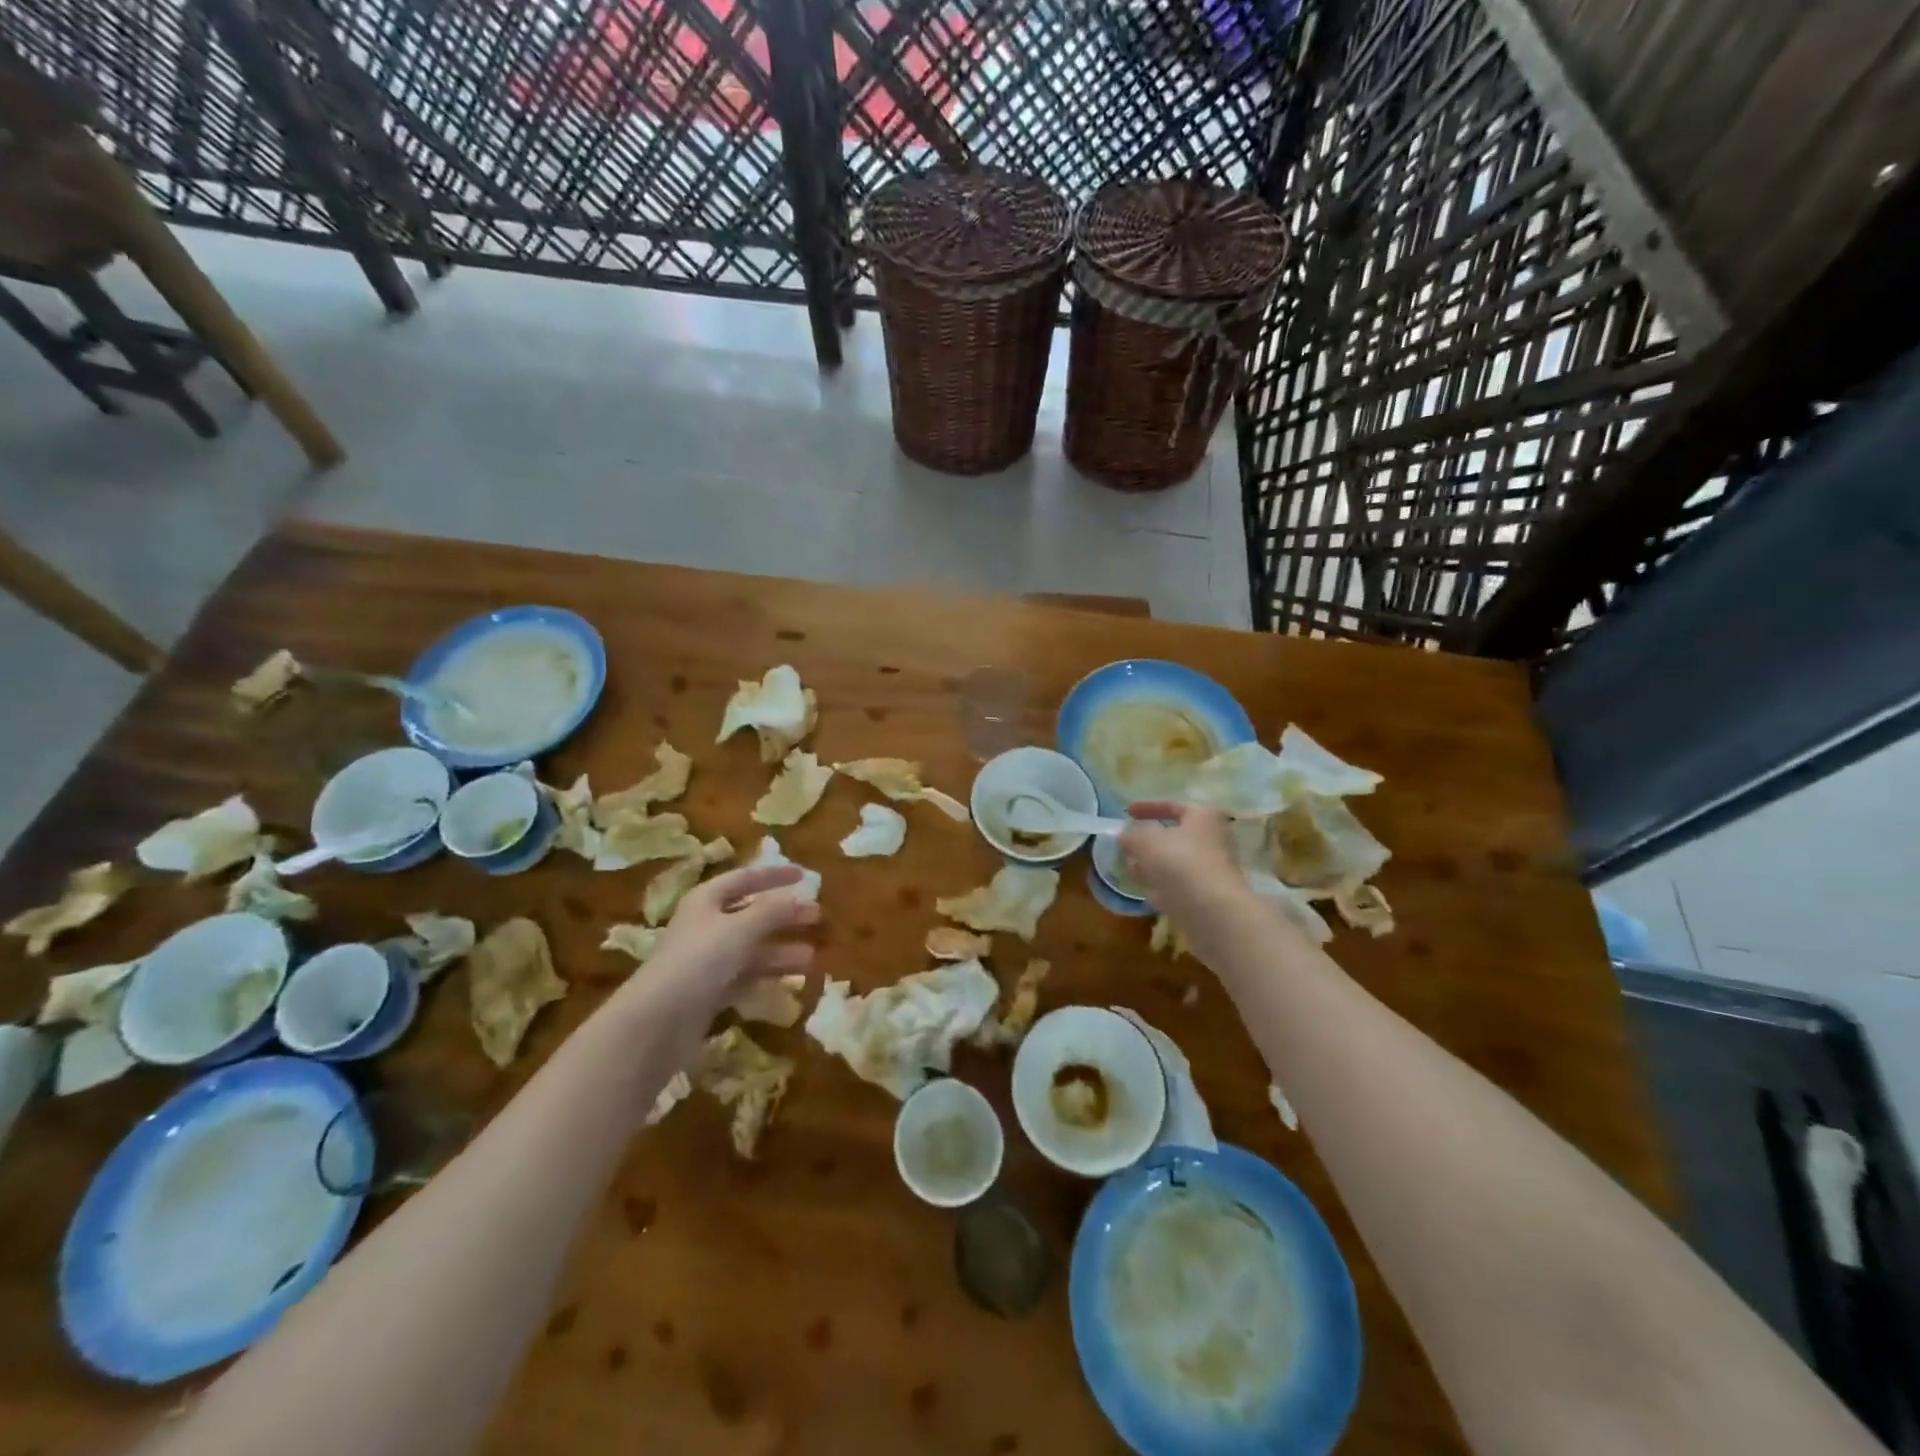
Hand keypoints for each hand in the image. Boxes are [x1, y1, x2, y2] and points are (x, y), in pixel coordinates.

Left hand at [612, 863, 818, 1032]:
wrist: (659, 1021)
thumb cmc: (701, 960)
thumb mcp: (742, 927)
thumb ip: (774, 910)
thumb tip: (803, 898)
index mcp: (707, 900)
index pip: (745, 878)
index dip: (774, 875)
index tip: (805, 875)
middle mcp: (705, 926)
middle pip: (752, 914)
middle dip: (784, 916)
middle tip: (817, 918)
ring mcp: (706, 961)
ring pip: (751, 948)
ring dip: (781, 950)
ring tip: (813, 956)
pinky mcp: (709, 992)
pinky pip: (745, 976)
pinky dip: (768, 976)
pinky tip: (791, 981)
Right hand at [1121, 801, 1240, 913]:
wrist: (1212, 911)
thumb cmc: (1179, 863)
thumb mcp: (1145, 841)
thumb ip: (1131, 836)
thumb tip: (1126, 837)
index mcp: (1204, 817)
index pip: (1173, 806)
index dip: (1147, 807)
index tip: (1127, 812)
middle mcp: (1215, 840)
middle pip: (1176, 836)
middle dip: (1149, 841)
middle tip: (1128, 846)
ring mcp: (1214, 869)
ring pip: (1177, 862)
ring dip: (1154, 865)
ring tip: (1132, 870)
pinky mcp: (1210, 896)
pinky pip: (1182, 885)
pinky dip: (1164, 886)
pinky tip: (1148, 892)